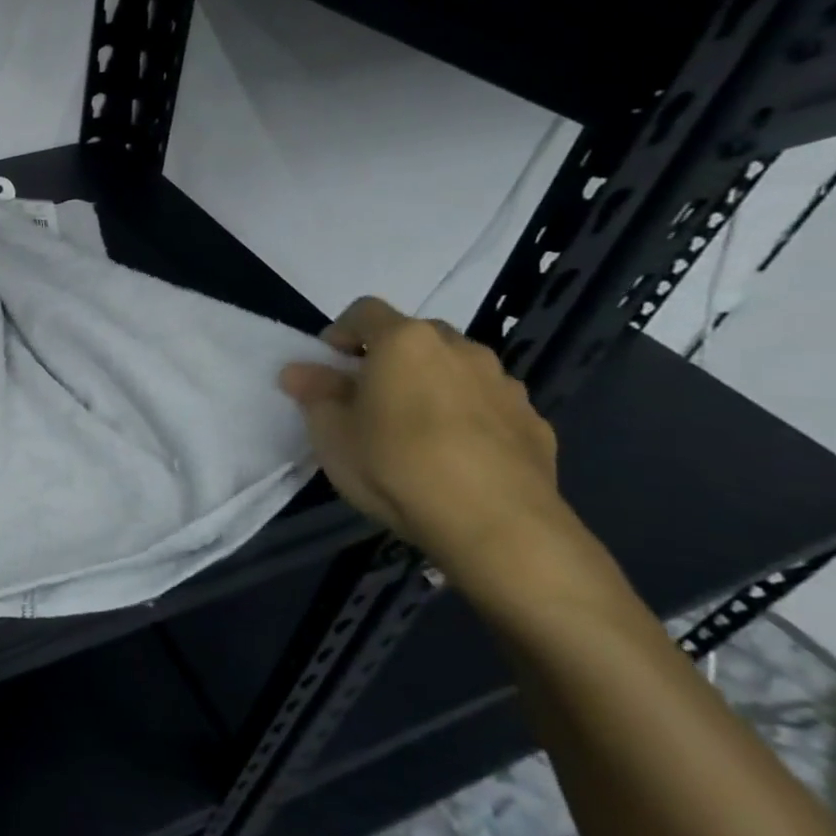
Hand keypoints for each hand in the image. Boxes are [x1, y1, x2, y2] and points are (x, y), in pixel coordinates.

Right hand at [278, 296, 597, 605]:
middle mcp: (459, 349)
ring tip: (416, 432)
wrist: (496, 525)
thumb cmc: (395, 466)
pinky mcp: (535, 423)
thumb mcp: (332, 434)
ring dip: (434, 386)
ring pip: (458, 370)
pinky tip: (457, 458)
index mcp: (405, 342)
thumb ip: (316, 394)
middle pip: (416, 336)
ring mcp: (505, 384)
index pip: (364, 311)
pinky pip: (490, 406)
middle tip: (370, 399)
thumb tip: (300, 372)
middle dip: (390, 358)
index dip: (341, 333)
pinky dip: (470, 418)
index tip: (329, 367)